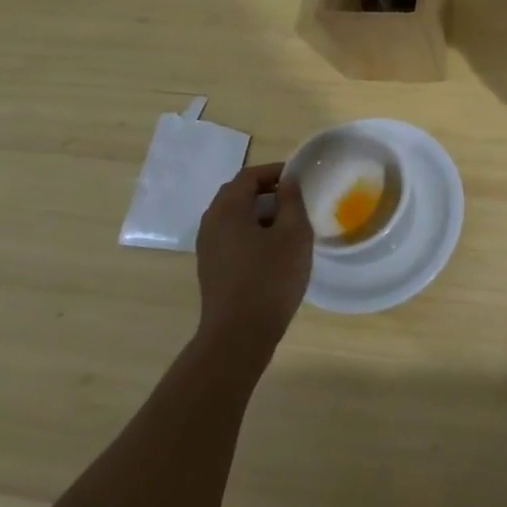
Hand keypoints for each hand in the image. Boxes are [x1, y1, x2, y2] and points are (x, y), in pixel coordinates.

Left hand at [192, 163, 313, 368]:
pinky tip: (273, 251)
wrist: (238, 335)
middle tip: (295, 200)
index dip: (275, 172)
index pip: (249, 176)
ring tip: (288, 226)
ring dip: (259, 214)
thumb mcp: (293, 234)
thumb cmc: (270, 278)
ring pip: (234, 217)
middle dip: (266, 192)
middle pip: (237, 194)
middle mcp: (211, 222)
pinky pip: (231, 237)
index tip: (299, 179)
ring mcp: (207, 247)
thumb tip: (288, 181)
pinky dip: (251, 233)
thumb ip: (291, 201)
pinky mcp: (211, 267)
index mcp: (228, 209)